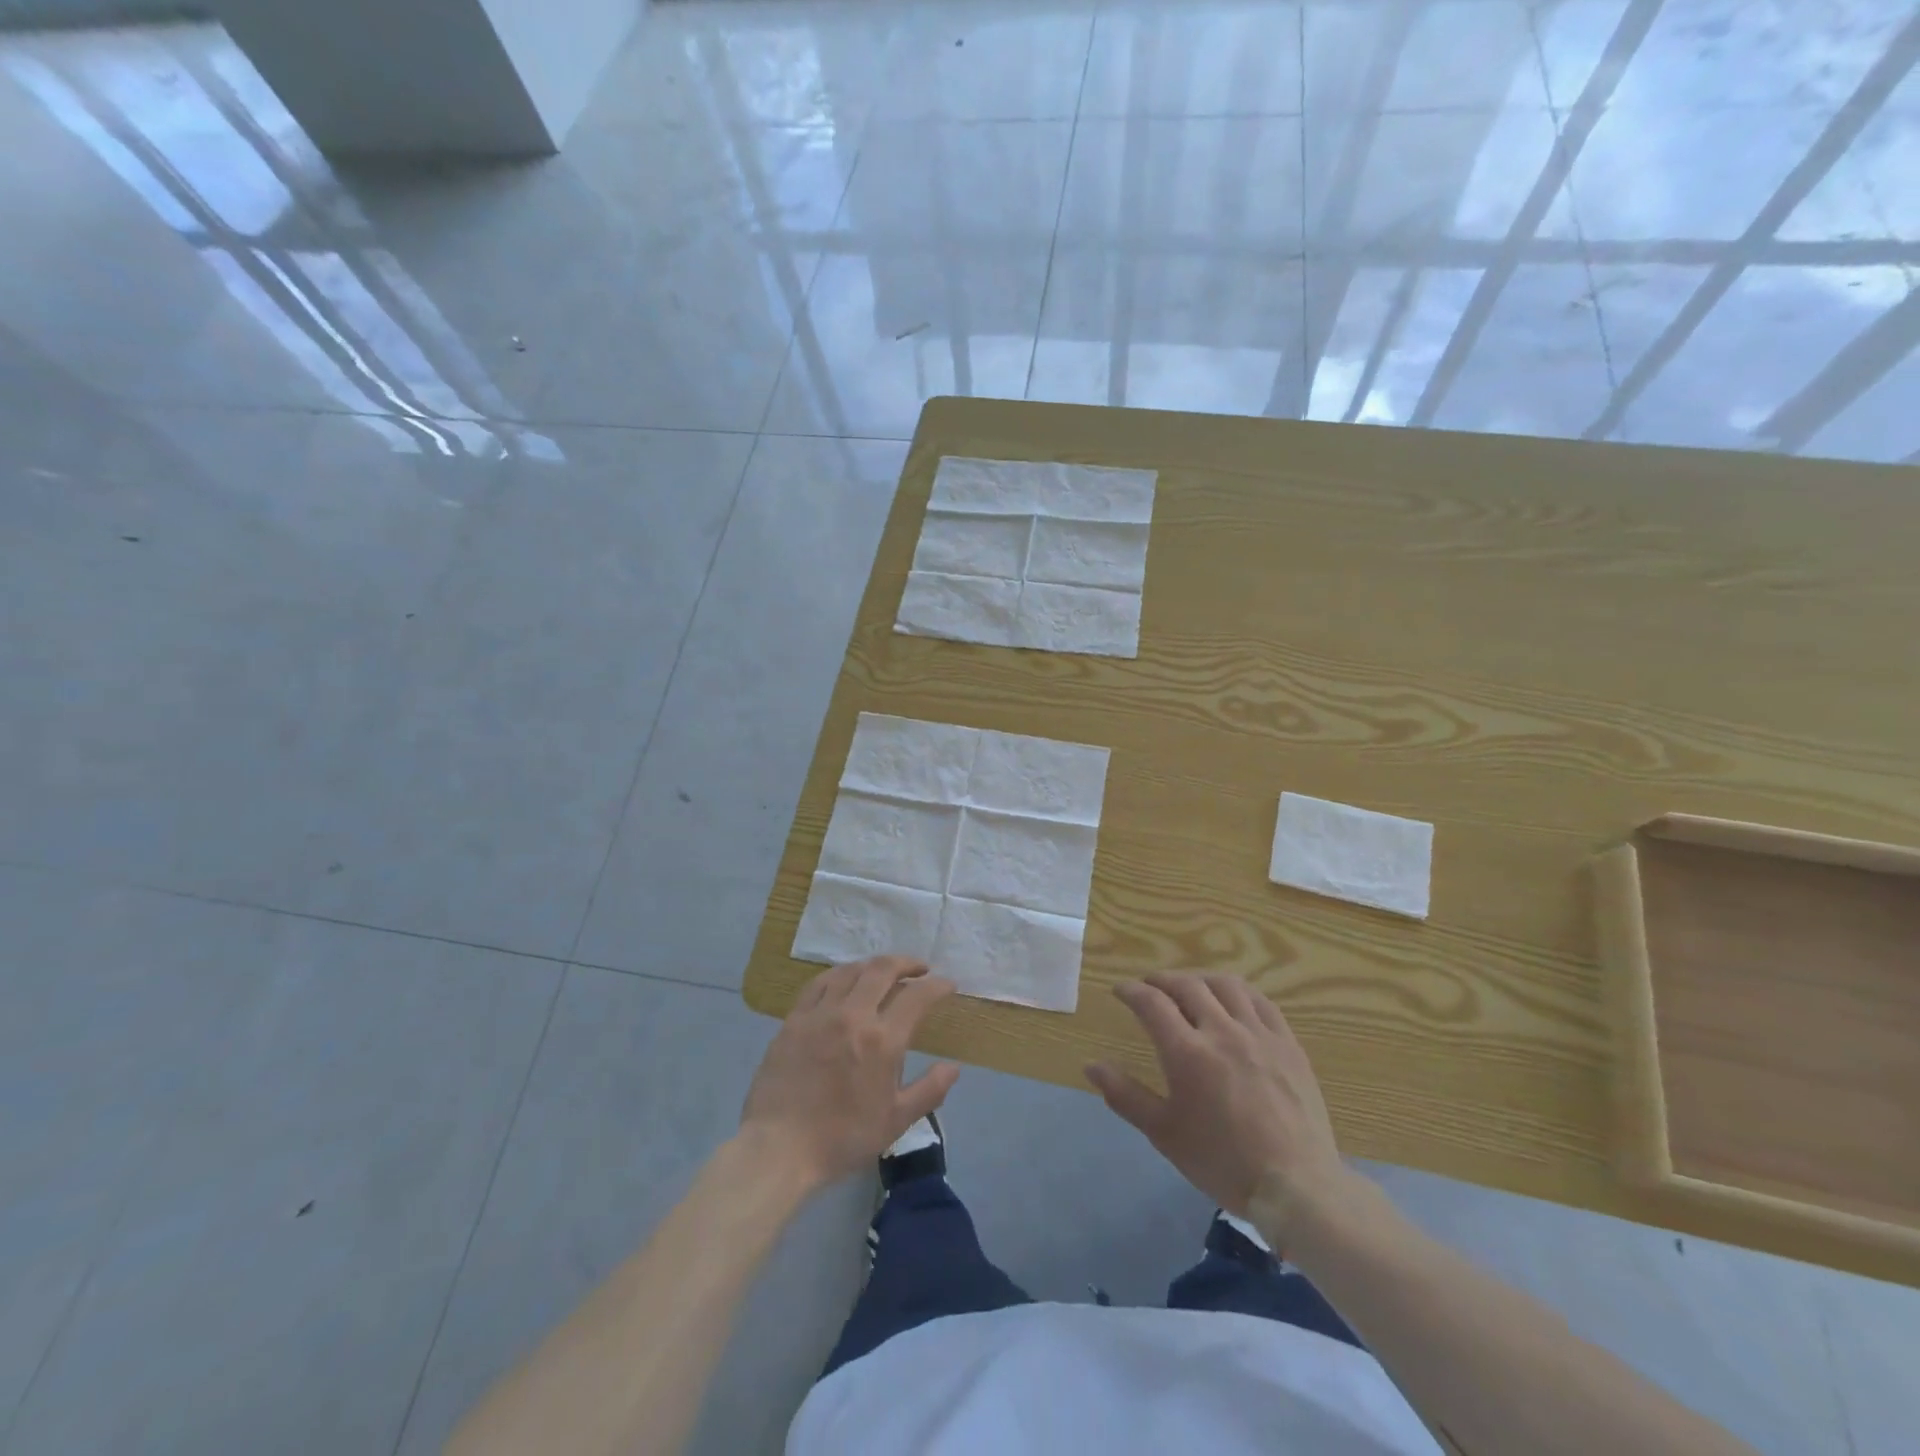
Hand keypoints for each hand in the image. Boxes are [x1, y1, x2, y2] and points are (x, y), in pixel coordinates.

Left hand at [740, 956, 960, 1190]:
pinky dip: (839, 974)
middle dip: (907, 963)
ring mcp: (820, 1014)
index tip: (948, 984)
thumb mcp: (895, 1122)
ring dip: (873, 965)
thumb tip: (954, 1067)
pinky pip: (820, 983)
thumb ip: (929, 1091)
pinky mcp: (794, 1019)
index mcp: (882, 1041)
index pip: (917, 996)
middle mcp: (853, 1016)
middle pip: (882, 970)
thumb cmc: (842, 1138)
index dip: (937, 985)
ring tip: (884, 972)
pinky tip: (844, 980)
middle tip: (920, 968)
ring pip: (851, 970)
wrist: (779, 1148)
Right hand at [1085, 973, 1345, 1219]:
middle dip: (1162, 980)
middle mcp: (1222, 1032)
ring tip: (1190, 987)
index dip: (1131, 991)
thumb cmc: (1222, 1162)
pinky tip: (1234, 1000)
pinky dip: (1240, 992)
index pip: (1152, 1003)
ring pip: (1226, 985)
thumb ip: (1125, 1095)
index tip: (1120, 990)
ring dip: (1200, 979)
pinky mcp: (1288, 1044)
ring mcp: (1259, 1035)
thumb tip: (1091, 1066)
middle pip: (1187, 985)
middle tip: (1150, 986)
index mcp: (1187, 1053)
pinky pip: (1262, 1002)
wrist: (1296, 1187)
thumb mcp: (1164, 1134)